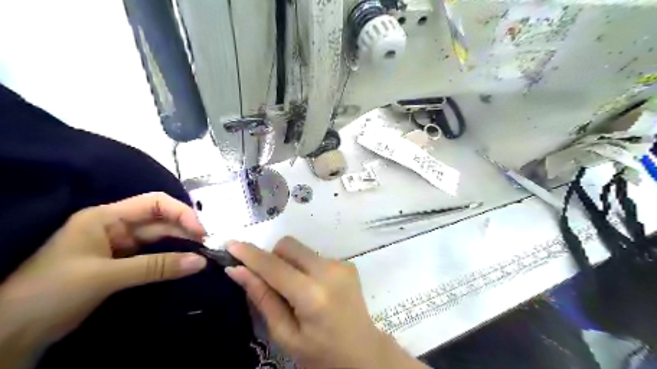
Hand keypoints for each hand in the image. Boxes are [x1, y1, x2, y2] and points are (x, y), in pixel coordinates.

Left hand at [0, 192, 207, 349]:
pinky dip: (171, 259)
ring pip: (160, 239)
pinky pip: (154, 256)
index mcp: (105, 217)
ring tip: (203, 256)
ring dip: (181, 246)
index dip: (181, 213)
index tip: (201, 231)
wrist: (11, 334)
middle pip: (161, 221)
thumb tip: (201, 262)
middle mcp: (116, 227)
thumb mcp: (105, 276)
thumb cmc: (51, 292)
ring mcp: (120, 246)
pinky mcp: (123, 264)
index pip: (154, 203)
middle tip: (208, 247)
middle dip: (186, 231)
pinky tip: (186, 264)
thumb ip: (156, 267)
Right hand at [227, 237, 432, 367]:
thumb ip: (263, 298)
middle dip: (272, 257)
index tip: (230, 244)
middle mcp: (329, 271)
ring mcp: (341, 264)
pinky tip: (312, 289)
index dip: (250, 254)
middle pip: (288, 245)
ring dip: (289, 263)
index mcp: (312, 295)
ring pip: (301, 249)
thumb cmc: (321, 353)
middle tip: (270, 281)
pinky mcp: (347, 263)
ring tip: (295, 291)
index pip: (274, 266)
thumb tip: (237, 271)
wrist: (363, 352)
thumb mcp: (286, 335)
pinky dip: (305, 267)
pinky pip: (314, 256)